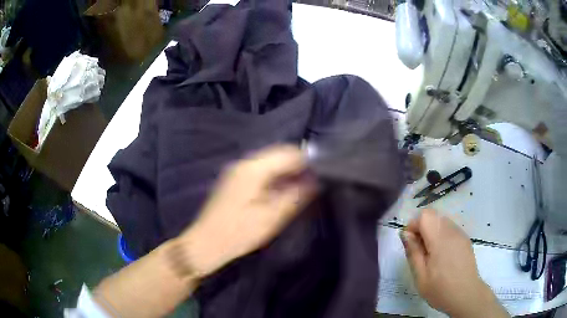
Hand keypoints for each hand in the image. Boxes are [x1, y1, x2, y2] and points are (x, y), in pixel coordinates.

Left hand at [178, 145, 315, 276]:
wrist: (206, 243)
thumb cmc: (238, 232)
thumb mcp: (271, 217)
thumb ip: (295, 196)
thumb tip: (315, 181)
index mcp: (253, 168)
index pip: (287, 153)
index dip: (307, 161)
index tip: (323, 173)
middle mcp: (244, 163)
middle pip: (278, 154)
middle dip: (297, 165)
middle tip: (314, 182)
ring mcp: (236, 170)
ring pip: (269, 162)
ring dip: (286, 171)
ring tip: (302, 187)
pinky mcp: (234, 180)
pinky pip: (260, 171)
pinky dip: (274, 177)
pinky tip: (282, 190)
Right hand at [400, 209, 508, 317]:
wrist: (466, 295)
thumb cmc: (440, 289)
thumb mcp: (420, 275)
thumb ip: (413, 252)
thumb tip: (405, 234)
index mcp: (440, 238)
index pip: (424, 215)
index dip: (413, 225)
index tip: (410, 243)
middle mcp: (452, 230)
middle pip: (433, 215)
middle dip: (422, 227)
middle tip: (419, 249)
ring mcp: (460, 234)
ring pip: (442, 221)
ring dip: (432, 231)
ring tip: (430, 253)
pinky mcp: (465, 239)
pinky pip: (450, 228)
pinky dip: (442, 235)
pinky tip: (442, 255)